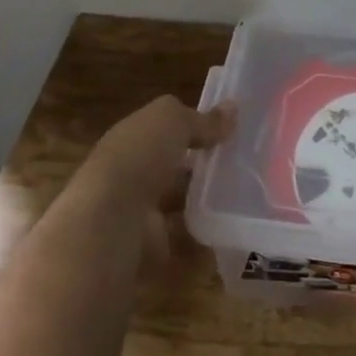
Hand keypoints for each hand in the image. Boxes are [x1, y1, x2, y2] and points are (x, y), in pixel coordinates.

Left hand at [77, 96, 234, 269]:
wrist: (110, 222)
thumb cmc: (139, 157)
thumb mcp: (173, 121)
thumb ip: (203, 119)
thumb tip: (233, 108)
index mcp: (131, 138)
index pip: (164, 129)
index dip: (192, 127)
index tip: (227, 130)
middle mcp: (132, 174)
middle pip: (172, 167)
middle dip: (201, 167)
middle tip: (243, 164)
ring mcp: (141, 212)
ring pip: (179, 203)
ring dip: (205, 202)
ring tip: (245, 196)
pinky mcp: (152, 247)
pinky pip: (184, 241)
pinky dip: (204, 239)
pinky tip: (231, 229)